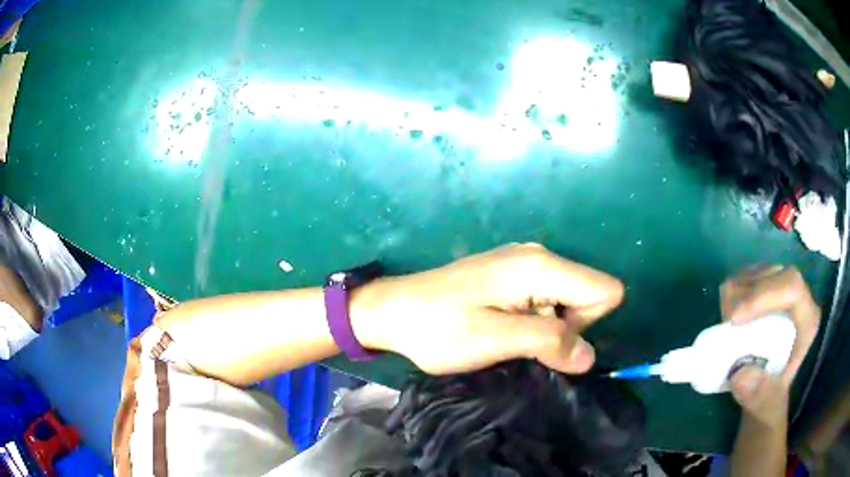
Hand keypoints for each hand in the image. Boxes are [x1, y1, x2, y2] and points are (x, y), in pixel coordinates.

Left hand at [351, 243, 623, 374]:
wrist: (394, 310)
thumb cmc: (438, 327)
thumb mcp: (494, 340)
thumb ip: (547, 343)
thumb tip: (589, 356)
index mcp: (540, 267)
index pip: (605, 290)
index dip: (586, 324)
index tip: (547, 339)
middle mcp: (539, 257)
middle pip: (588, 295)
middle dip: (566, 329)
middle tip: (519, 340)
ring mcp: (525, 264)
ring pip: (567, 301)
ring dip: (547, 328)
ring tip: (505, 335)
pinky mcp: (512, 275)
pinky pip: (546, 300)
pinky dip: (534, 320)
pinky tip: (502, 326)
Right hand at [720, 266, 820, 423]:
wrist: (763, 398)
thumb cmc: (769, 402)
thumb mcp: (765, 407)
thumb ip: (759, 395)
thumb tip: (740, 373)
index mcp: (807, 320)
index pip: (791, 288)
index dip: (763, 295)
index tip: (733, 320)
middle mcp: (798, 298)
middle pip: (773, 275)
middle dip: (746, 294)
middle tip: (724, 323)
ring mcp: (782, 291)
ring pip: (759, 272)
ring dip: (738, 293)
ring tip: (726, 325)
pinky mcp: (766, 291)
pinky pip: (748, 277)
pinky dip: (734, 292)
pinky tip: (729, 317)